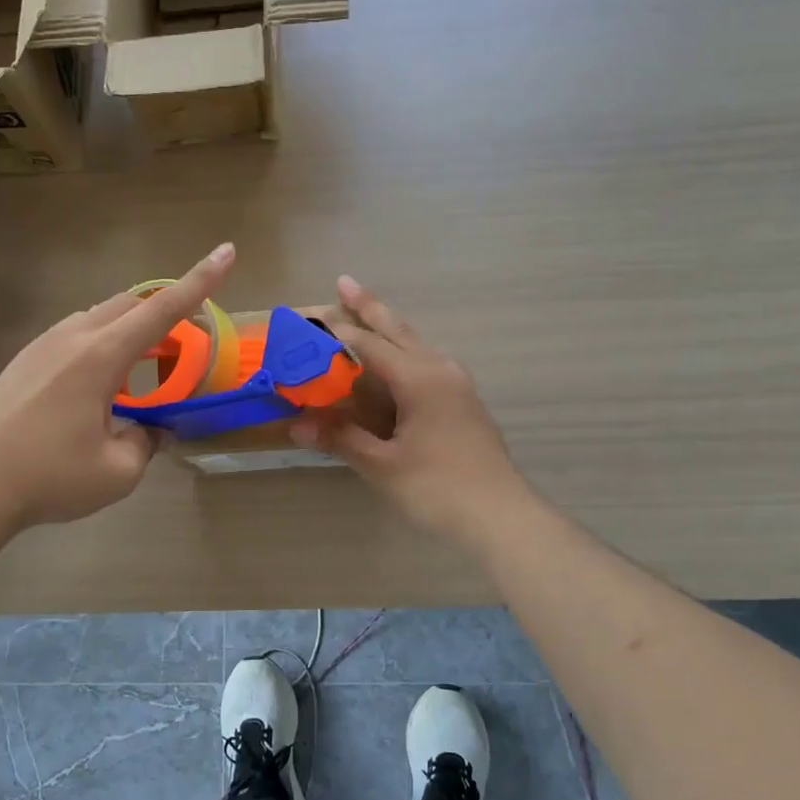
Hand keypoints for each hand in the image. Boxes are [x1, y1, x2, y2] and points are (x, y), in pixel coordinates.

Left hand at [0, 244, 236, 529]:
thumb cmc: (49, 477)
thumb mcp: (118, 471)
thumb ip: (145, 442)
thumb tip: (150, 430)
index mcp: (101, 356)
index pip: (162, 309)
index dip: (200, 281)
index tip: (226, 251)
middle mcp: (73, 337)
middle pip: (131, 304)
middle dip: (165, 310)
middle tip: (185, 342)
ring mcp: (43, 344)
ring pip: (100, 316)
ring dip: (131, 330)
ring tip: (143, 369)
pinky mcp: (25, 359)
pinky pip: (76, 334)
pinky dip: (103, 344)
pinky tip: (100, 385)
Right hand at [294, 276, 532, 548]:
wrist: (502, 518)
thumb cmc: (438, 489)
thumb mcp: (383, 466)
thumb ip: (341, 439)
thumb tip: (296, 424)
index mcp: (419, 379)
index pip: (370, 345)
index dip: (337, 332)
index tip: (309, 317)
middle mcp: (441, 371)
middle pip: (399, 330)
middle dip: (370, 307)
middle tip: (345, 281)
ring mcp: (458, 386)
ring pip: (418, 344)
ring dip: (391, 327)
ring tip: (369, 315)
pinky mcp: (465, 403)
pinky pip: (429, 362)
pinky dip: (407, 350)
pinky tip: (402, 362)